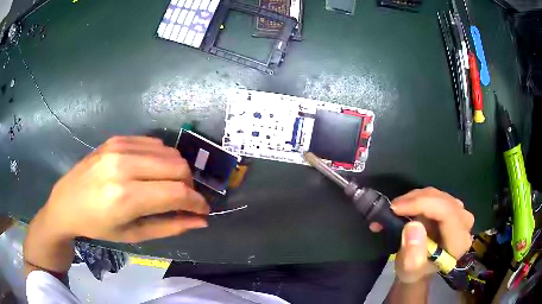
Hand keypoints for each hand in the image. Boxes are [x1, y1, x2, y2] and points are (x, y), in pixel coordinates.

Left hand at [40, 136, 208, 242]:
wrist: (67, 201)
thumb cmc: (98, 225)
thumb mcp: (134, 235)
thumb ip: (170, 226)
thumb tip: (200, 220)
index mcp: (125, 197)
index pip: (177, 192)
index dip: (197, 201)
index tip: (203, 209)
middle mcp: (124, 166)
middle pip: (178, 167)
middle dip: (189, 185)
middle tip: (184, 200)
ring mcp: (120, 147)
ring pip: (170, 152)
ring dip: (178, 171)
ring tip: (168, 185)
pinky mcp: (118, 138)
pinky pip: (154, 143)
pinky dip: (163, 158)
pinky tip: (153, 171)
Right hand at [371, 187, 473, 282]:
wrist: (420, 269)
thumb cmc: (415, 273)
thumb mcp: (410, 271)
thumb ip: (413, 254)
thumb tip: (413, 226)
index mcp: (459, 242)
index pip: (447, 213)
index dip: (422, 205)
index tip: (396, 208)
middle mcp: (464, 223)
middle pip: (442, 201)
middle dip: (415, 201)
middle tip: (391, 209)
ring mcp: (460, 212)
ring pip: (437, 195)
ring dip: (413, 199)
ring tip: (394, 210)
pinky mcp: (452, 206)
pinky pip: (434, 195)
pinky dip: (416, 199)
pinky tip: (404, 207)